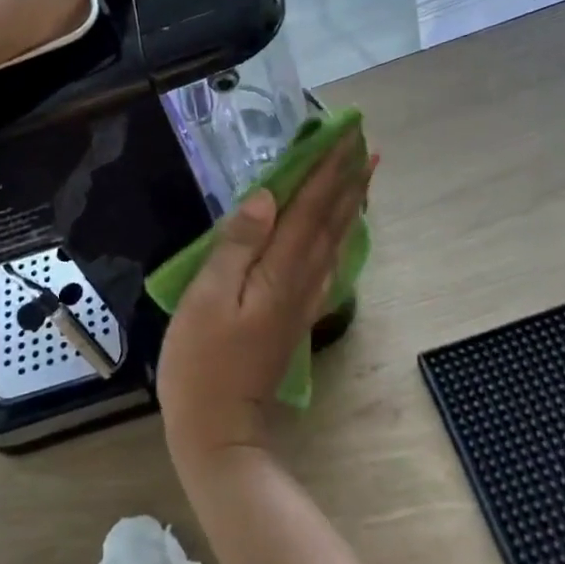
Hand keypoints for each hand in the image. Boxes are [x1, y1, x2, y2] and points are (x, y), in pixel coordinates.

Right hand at [158, 132, 372, 468]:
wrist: (219, 428)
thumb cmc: (200, 360)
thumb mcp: (207, 298)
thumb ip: (237, 245)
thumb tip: (267, 197)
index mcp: (279, 270)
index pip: (309, 206)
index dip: (327, 168)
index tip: (345, 135)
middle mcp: (300, 278)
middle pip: (330, 219)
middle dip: (347, 177)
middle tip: (364, 142)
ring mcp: (302, 299)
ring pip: (335, 239)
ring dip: (350, 202)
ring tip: (363, 174)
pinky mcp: (296, 315)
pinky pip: (328, 263)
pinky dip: (341, 237)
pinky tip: (344, 232)